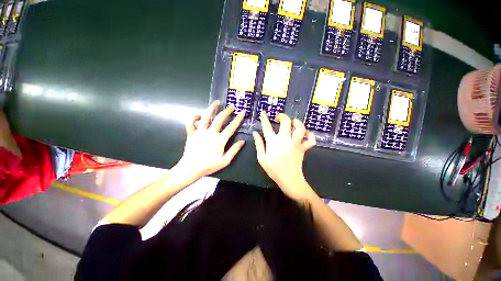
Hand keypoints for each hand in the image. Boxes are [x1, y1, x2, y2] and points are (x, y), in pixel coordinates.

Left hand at [174, 100, 244, 183]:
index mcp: (220, 140)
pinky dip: (194, 118)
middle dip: (227, 111)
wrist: (190, 169)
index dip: (238, 119)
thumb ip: (234, 150)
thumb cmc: (209, 166)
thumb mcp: (225, 161)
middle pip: (220, 118)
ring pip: (206, 117)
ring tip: (216, 102)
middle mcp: (211, 133)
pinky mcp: (191, 134)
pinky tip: (199, 116)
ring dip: (211, 108)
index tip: (242, 112)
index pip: (231, 127)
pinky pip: (191, 123)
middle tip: (231, 106)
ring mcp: (200, 132)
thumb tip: (243, 141)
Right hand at [253, 112, 315, 200]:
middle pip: (286, 122)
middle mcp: (285, 139)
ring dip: (297, 122)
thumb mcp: (262, 158)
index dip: (264, 118)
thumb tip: (255, 133)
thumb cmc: (274, 169)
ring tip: (293, 122)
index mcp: (273, 142)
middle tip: (279, 117)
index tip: (263, 112)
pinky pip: (311, 140)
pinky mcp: (303, 148)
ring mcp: (296, 143)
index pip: (267, 126)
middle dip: (282, 116)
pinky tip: (306, 134)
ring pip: (300, 128)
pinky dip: (310, 135)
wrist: (289, 179)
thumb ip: (259, 144)